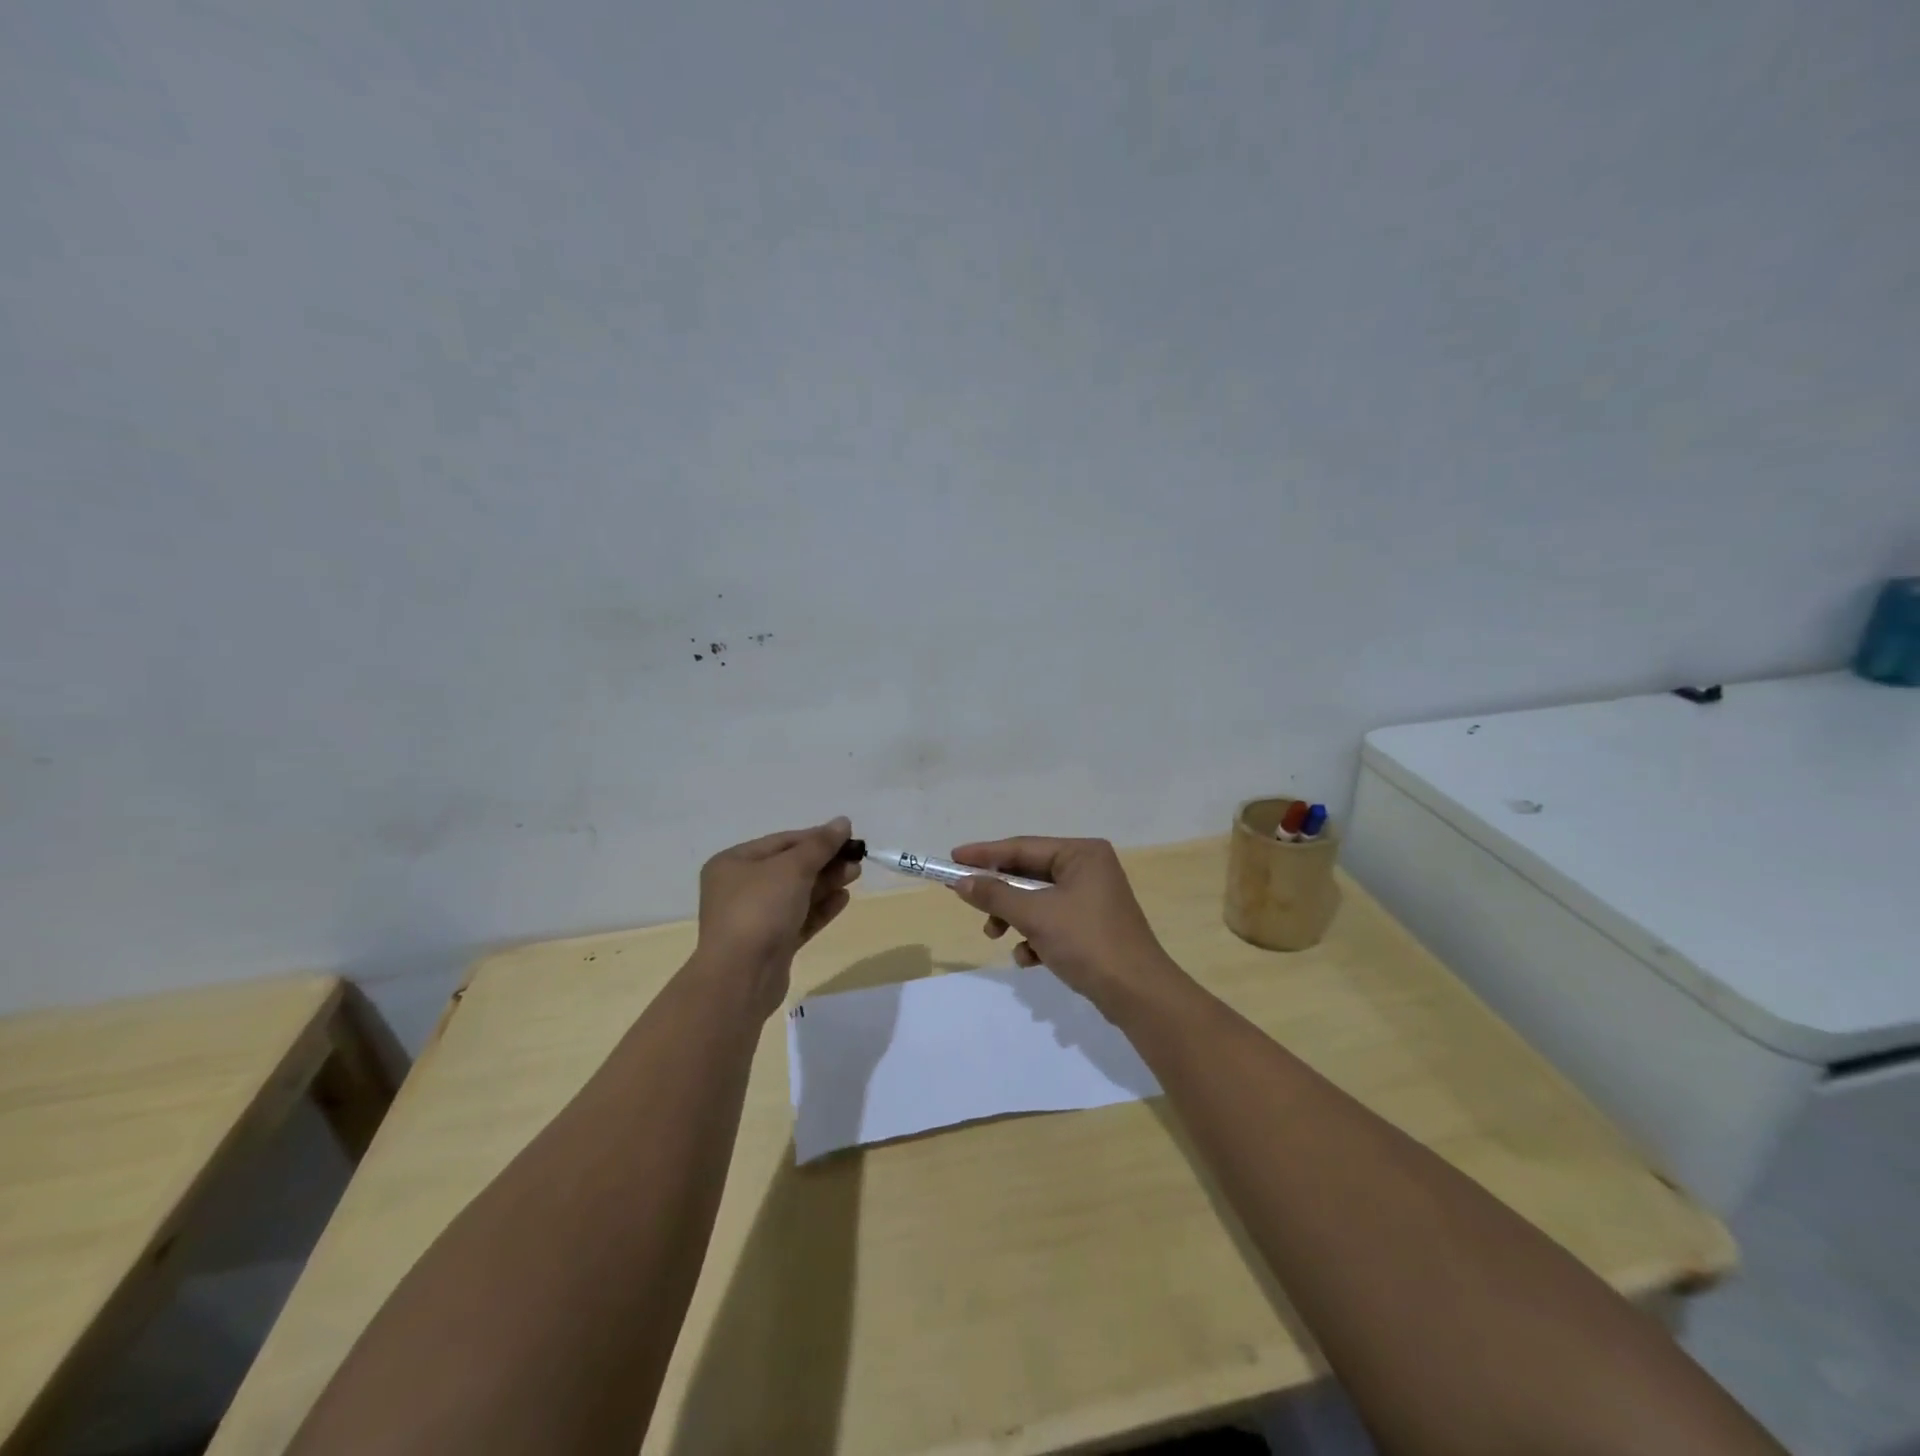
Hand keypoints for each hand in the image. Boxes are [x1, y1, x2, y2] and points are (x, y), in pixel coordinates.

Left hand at [692, 818, 858, 1017]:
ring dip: (826, 883)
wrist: (741, 976)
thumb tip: (842, 821)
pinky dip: (820, 908)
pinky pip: (799, 919)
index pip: (782, 841)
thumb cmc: (760, 909)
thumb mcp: (793, 868)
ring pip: (797, 894)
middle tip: (857, 859)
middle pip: (790, 868)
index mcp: (734, 863)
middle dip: (825, 862)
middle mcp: (739, 888)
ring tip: (855, 874)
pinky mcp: (770, 944)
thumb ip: (820, 844)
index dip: (816, 837)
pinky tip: (843, 899)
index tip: (848, 837)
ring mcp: (754, 919)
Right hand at [947, 836, 1189, 1021]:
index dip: (985, 854)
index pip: (1023, 847)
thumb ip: (995, 896)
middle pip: (1029, 874)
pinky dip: (1036, 937)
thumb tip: (961, 882)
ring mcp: (1092, 899)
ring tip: (996, 937)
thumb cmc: (1087, 942)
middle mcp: (1089, 868)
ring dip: (1014, 919)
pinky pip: (1052, 922)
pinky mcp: (1091, 927)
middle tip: (968, 901)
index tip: (952, 858)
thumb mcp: (1035, 916)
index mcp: (1082, 854)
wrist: (1137, 994)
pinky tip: (1030, 959)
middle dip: (1000, 894)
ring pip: (1038, 901)